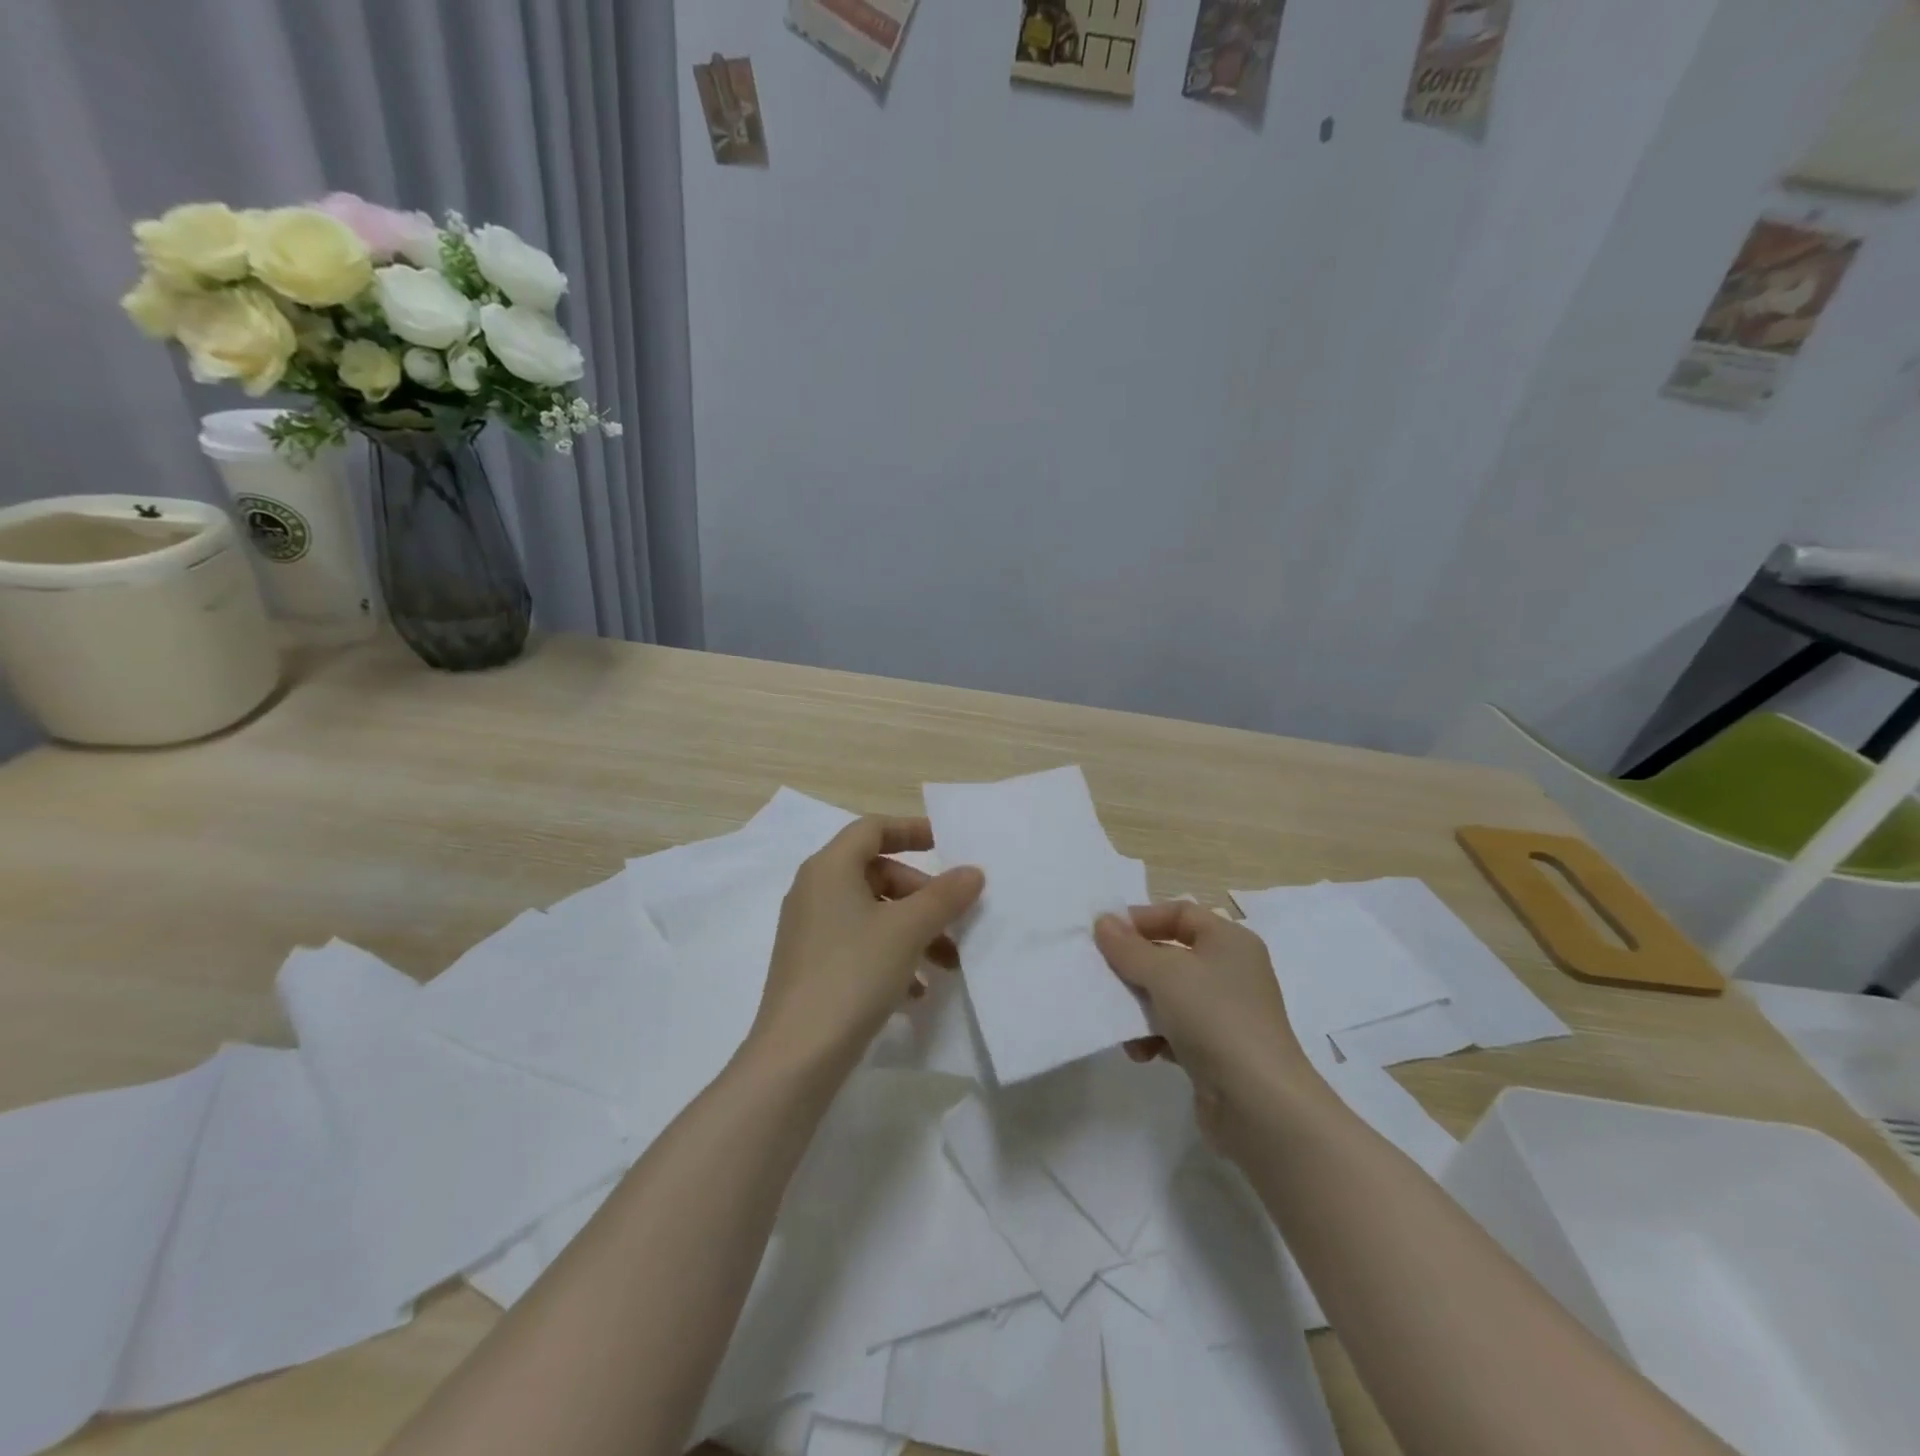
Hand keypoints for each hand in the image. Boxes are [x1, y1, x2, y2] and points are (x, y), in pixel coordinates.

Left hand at [748, 817, 984, 1077]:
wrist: (797, 1056)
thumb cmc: (853, 974)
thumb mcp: (908, 930)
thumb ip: (944, 896)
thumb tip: (972, 872)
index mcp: (829, 868)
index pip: (872, 829)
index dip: (911, 830)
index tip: (947, 844)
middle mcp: (814, 891)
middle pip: (878, 874)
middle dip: (922, 896)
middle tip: (954, 921)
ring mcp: (810, 931)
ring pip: (873, 914)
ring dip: (914, 931)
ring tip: (947, 965)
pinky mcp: (812, 966)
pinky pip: (860, 945)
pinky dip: (892, 957)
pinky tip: (917, 993)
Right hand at [1094, 903, 1316, 1151]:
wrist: (1259, 1104)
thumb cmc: (1213, 1018)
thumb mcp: (1164, 973)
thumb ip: (1128, 947)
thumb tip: (1103, 921)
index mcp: (1229, 941)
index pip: (1180, 912)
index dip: (1142, 919)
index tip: (1106, 934)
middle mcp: (1231, 971)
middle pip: (1171, 954)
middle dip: (1135, 966)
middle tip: (1103, 976)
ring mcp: (1226, 1013)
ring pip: (1169, 995)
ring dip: (1140, 1006)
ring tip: (1120, 1022)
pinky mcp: (1218, 1050)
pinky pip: (1176, 1030)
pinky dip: (1155, 1037)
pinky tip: (1141, 1053)